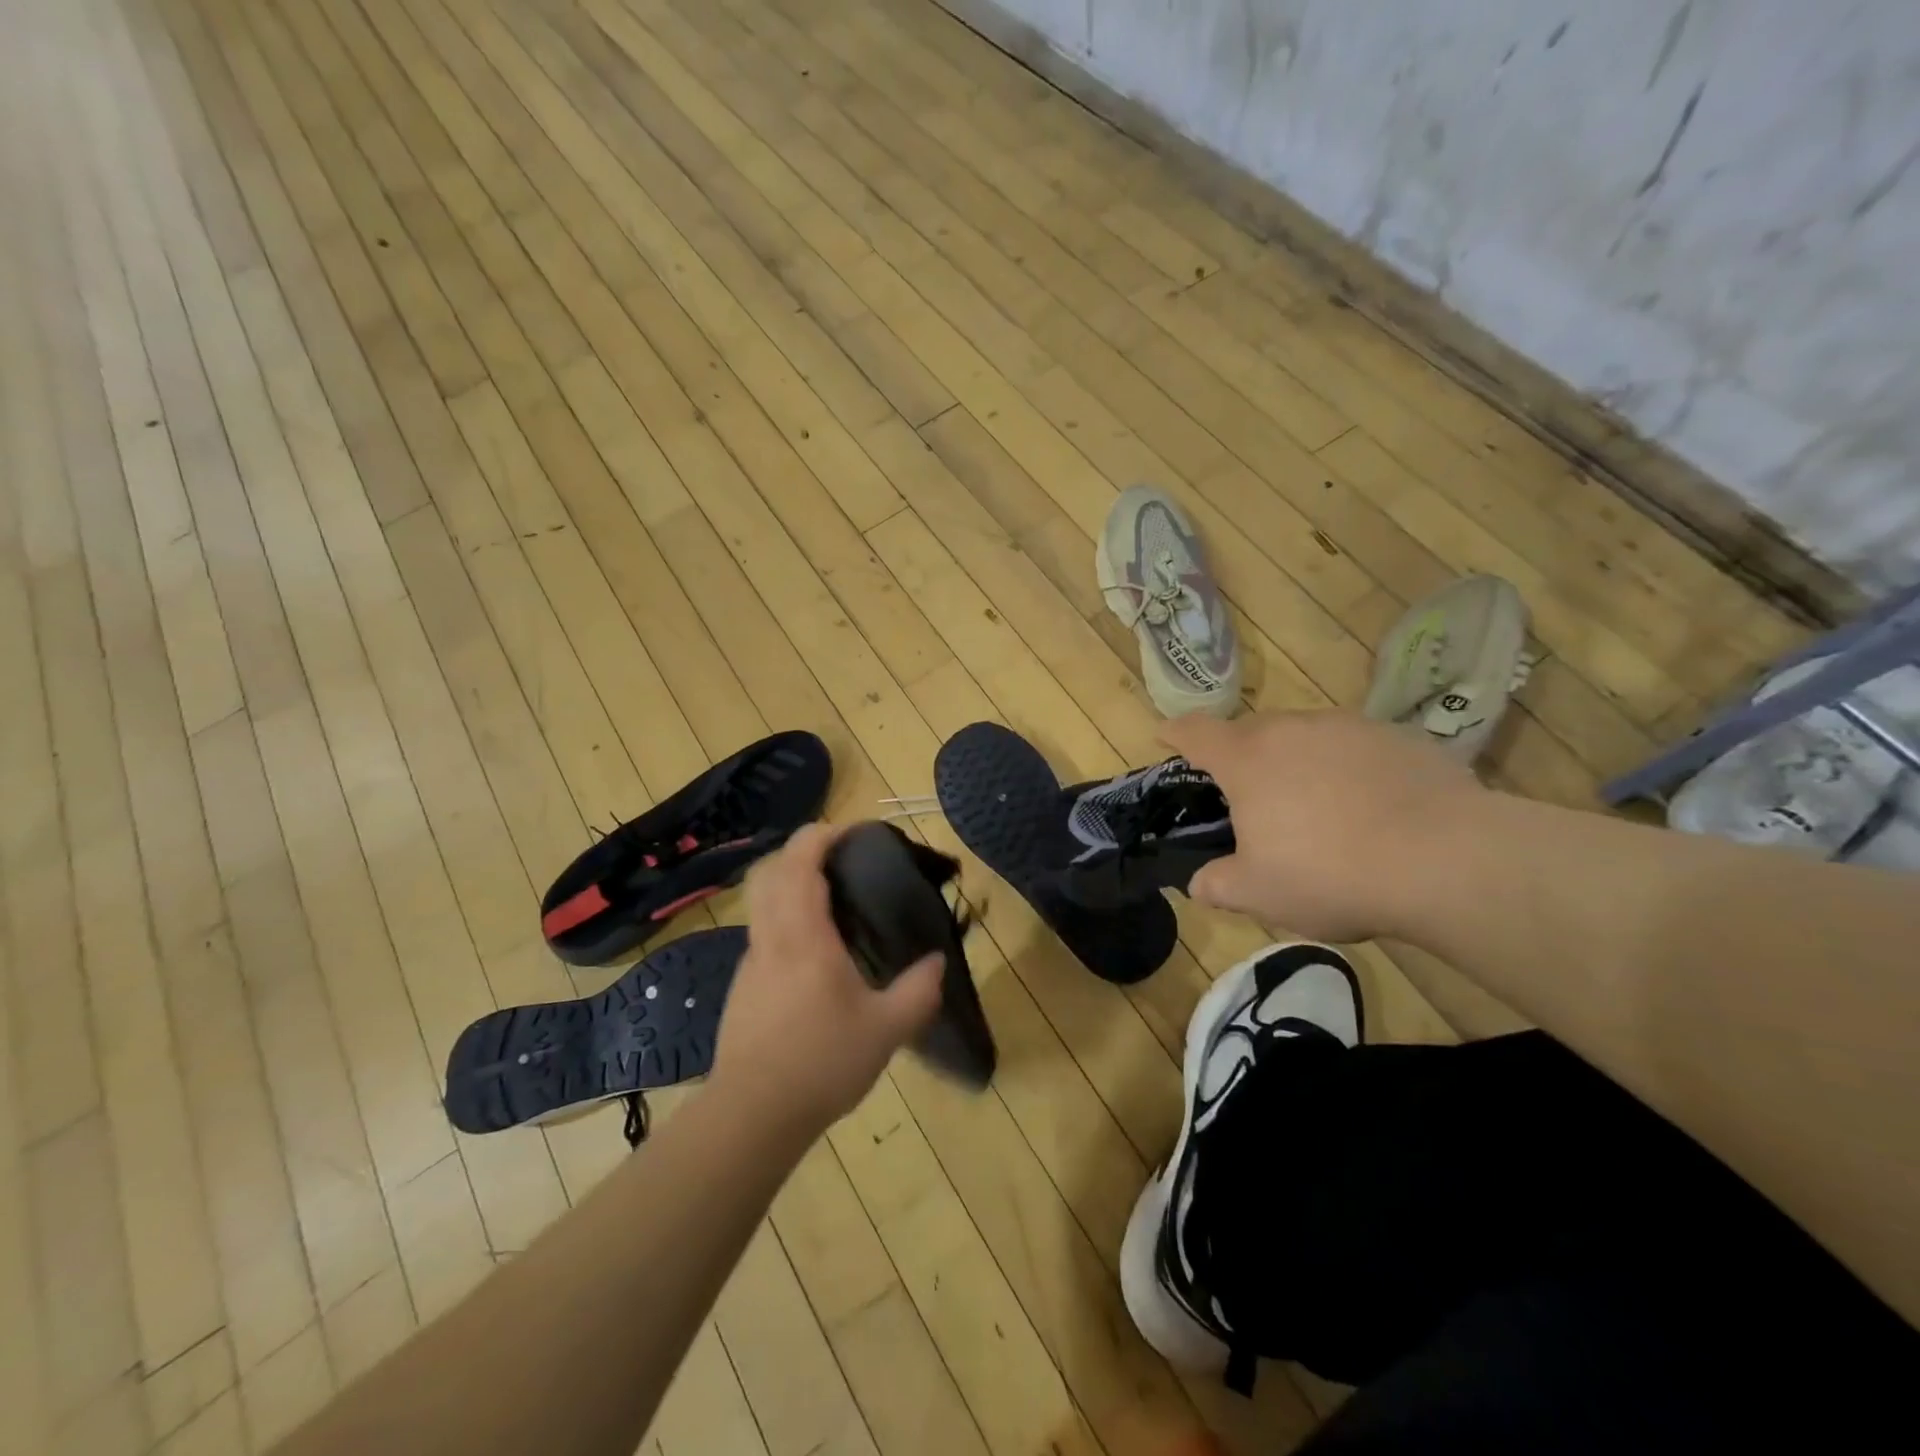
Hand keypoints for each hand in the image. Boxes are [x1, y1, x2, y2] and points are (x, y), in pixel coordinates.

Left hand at [711, 823, 942, 1137]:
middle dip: (798, 851)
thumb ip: (917, 991)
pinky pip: (761, 933)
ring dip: (787, 884)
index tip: (851, 831)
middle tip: (836, 858)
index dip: (822, 835)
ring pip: (759, 902)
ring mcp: (751, 962)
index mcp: (804, 935)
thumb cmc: (821, 1062)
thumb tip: (938, 961)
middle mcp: (771, 937)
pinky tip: (811, 953)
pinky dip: (782, 919)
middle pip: (768, 871)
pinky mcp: (742, 987)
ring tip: (828, 901)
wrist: (751, 1115)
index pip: (800, 862)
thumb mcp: (885, 1029)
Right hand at [1161, 710, 1487, 941]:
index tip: (1164, 735)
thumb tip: (1200, 884)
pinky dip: (1347, 768)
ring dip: (1297, 761)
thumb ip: (1218, 886)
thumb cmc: (1331, 873)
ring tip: (1314, 806)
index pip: (1196, 733)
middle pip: (1252, 731)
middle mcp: (1293, 729)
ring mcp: (1349, 727)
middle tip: (1249, 796)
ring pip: (1306, 736)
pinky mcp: (1399, 737)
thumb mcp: (1260, 894)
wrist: (1447, 859)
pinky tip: (1369, 807)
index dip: (1175, 733)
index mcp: (1248, 759)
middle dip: (1241, 756)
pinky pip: (1355, 747)